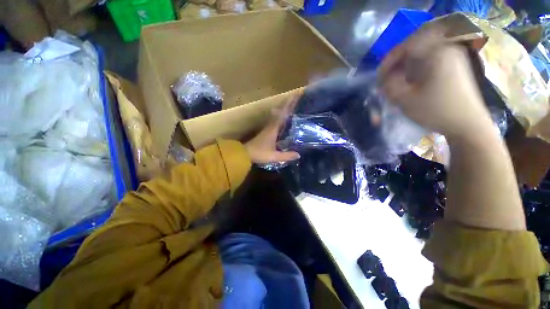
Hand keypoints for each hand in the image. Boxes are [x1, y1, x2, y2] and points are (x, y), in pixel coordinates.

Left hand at [245, 95, 300, 164]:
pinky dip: (281, 116)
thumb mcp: (273, 156)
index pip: (283, 114)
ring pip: (278, 115)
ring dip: (284, 108)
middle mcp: (271, 126)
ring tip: (292, 104)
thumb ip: (286, 156)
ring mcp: (268, 128)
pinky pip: (276, 120)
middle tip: (296, 95)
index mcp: (273, 129)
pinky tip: (284, 118)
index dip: (289, 104)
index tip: (295, 94)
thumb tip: (298, 155)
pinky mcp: (266, 131)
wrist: (244, 154)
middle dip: (288, 103)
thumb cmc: (259, 154)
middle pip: (281, 111)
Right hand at [378, 27, 494, 140]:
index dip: (388, 60)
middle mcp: (447, 48)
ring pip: (423, 51)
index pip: (406, 46)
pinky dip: (418, 65)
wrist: (467, 124)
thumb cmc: (436, 111)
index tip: (379, 75)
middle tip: (387, 74)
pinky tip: (412, 78)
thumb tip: (385, 78)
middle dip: (398, 59)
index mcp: (437, 53)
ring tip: (397, 78)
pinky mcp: (456, 64)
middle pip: (415, 45)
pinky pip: (432, 57)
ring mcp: (453, 55)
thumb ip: (390, 85)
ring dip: (407, 63)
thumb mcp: (406, 99)